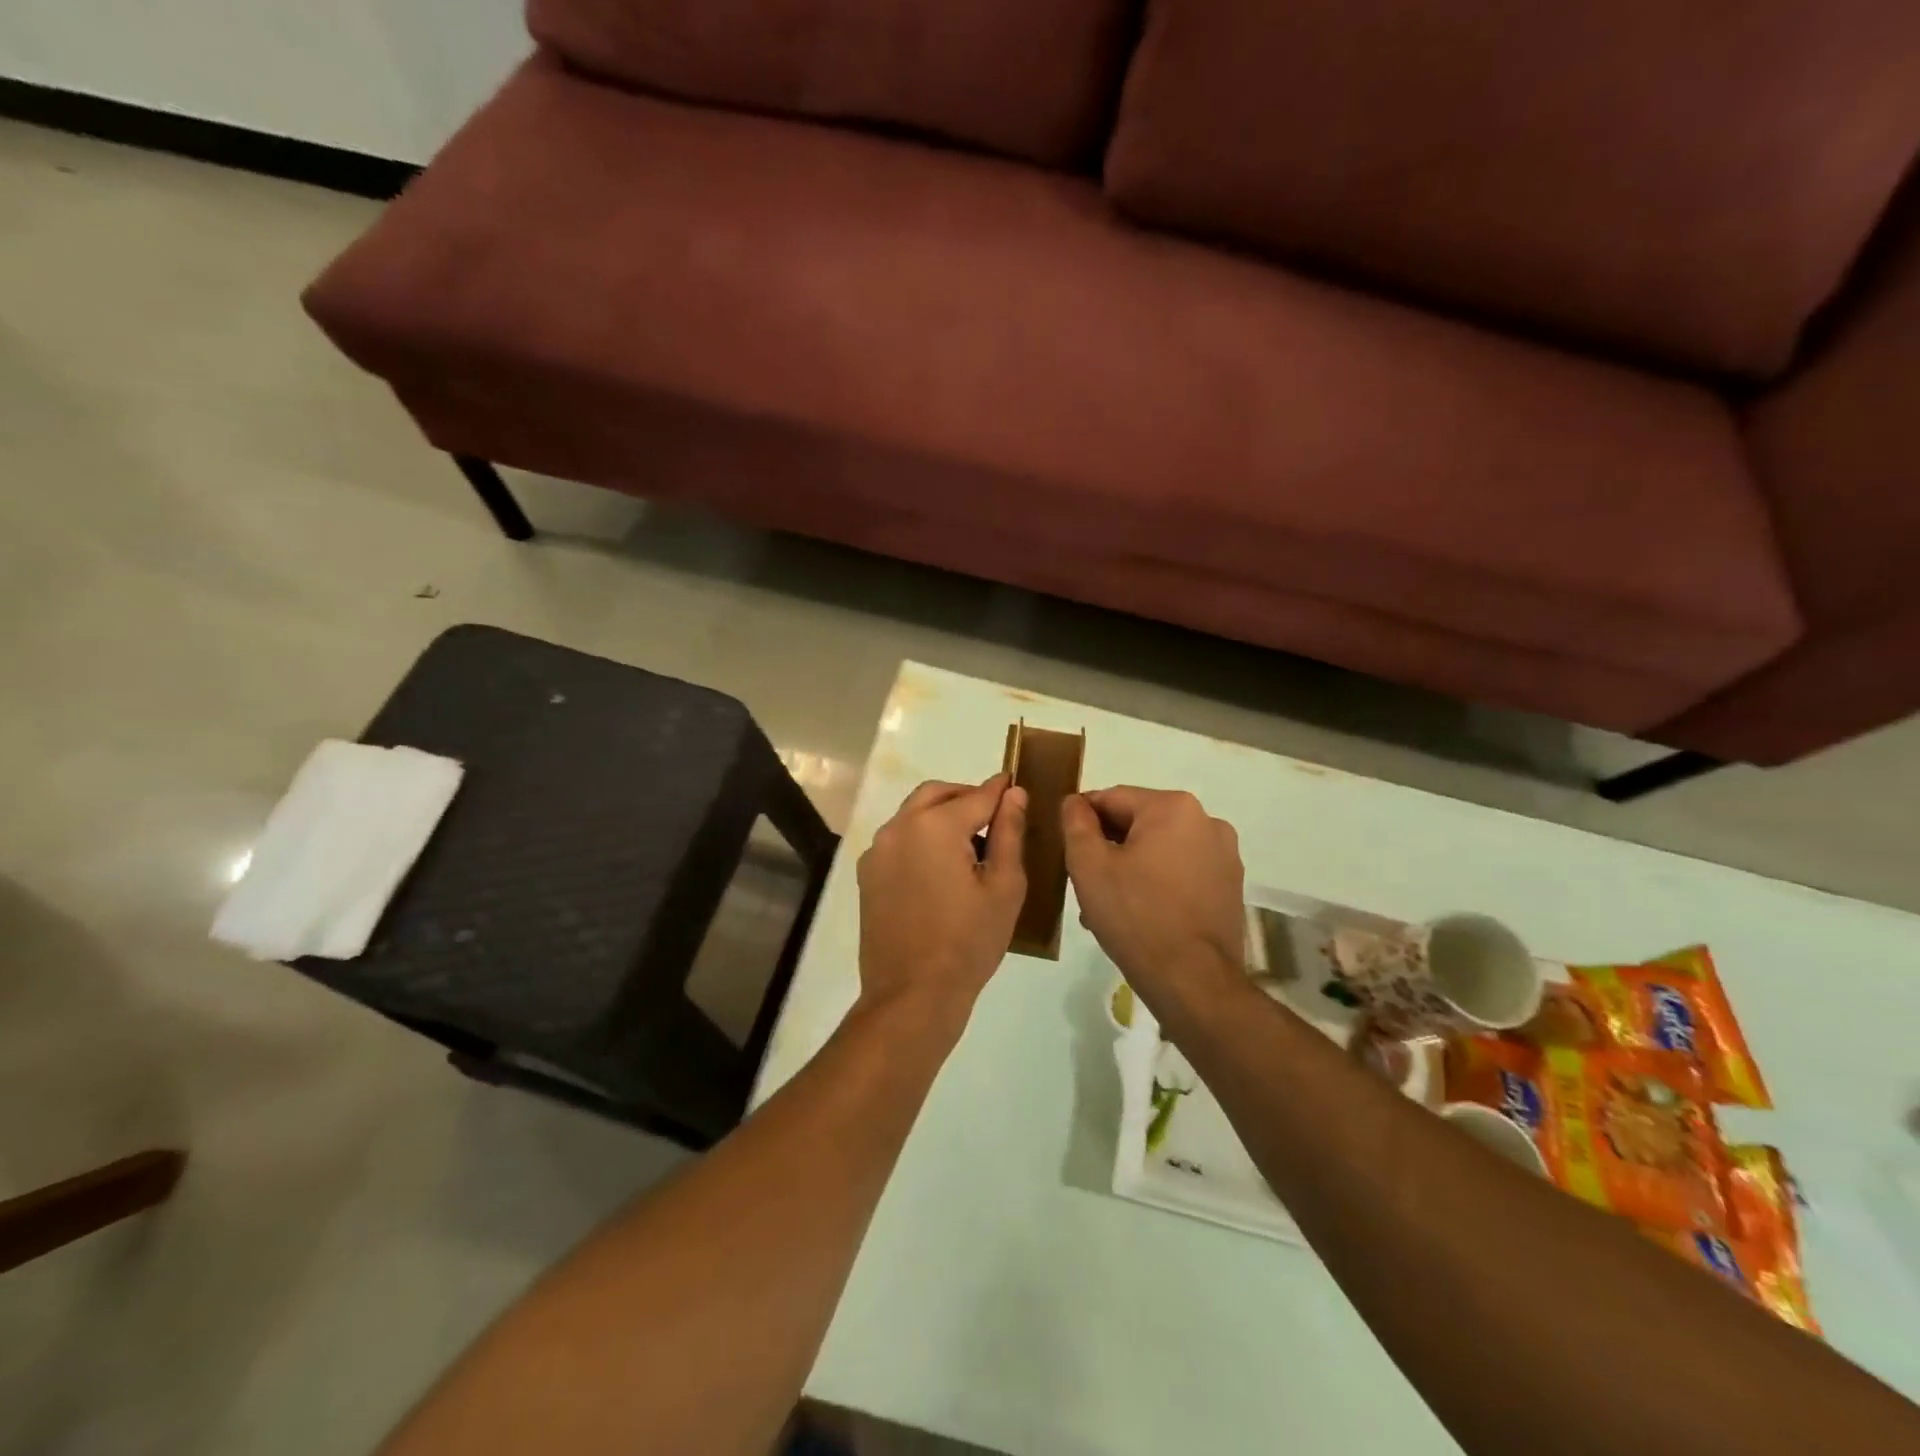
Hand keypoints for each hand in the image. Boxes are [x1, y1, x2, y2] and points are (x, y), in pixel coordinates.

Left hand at [856, 775, 1027, 1028]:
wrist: (912, 995)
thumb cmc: (968, 942)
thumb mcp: (1003, 887)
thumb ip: (1009, 832)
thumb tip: (1014, 793)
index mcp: (935, 826)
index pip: (976, 796)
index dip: (1000, 790)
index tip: (1015, 784)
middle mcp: (899, 827)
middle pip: (937, 794)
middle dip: (966, 796)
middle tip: (994, 814)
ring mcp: (878, 850)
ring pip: (913, 814)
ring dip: (941, 815)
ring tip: (969, 844)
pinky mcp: (868, 874)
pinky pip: (898, 839)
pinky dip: (921, 837)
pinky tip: (940, 867)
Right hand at [1061, 787, 1245, 1017]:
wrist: (1192, 982)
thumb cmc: (1135, 916)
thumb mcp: (1088, 866)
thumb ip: (1076, 824)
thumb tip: (1074, 802)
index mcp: (1173, 807)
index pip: (1112, 798)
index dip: (1083, 820)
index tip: (1066, 847)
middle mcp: (1207, 821)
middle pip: (1139, 822)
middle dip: (1109, 847)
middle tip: (1084, 882)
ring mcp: (1224, 855)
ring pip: (1160, 848)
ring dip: (1131, 867)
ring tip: (1108, 904)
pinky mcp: (1231, 886)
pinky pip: (1182, 871)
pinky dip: (1157, 882)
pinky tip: (1139, 913)